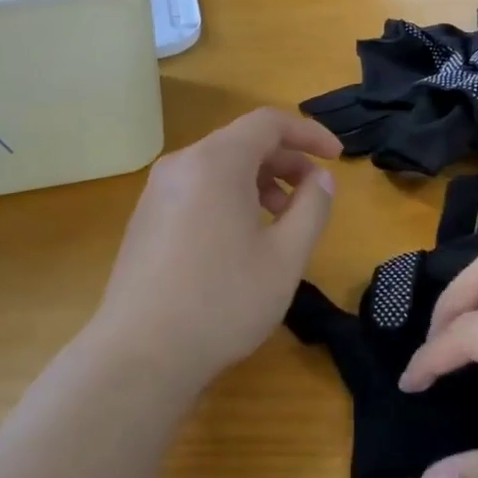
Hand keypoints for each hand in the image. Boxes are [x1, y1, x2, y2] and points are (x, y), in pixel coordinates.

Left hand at [88, 108, 339, 398]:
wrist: (141, 354)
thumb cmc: (223, 301)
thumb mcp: (285, 257)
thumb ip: (312, 208)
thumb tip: (320, 178)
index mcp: (215, 162)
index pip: (268, 122)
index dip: (309, 133)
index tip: (337, 157)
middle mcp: (180, 166)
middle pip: (241, 143)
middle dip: (285, 162)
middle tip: (312, 197)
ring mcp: (155, 194)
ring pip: (217, 169)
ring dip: (257, 183)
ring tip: (280, 223)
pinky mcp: (144, 221)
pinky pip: (196, 192)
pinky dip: (228, 199)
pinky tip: (240, 242)